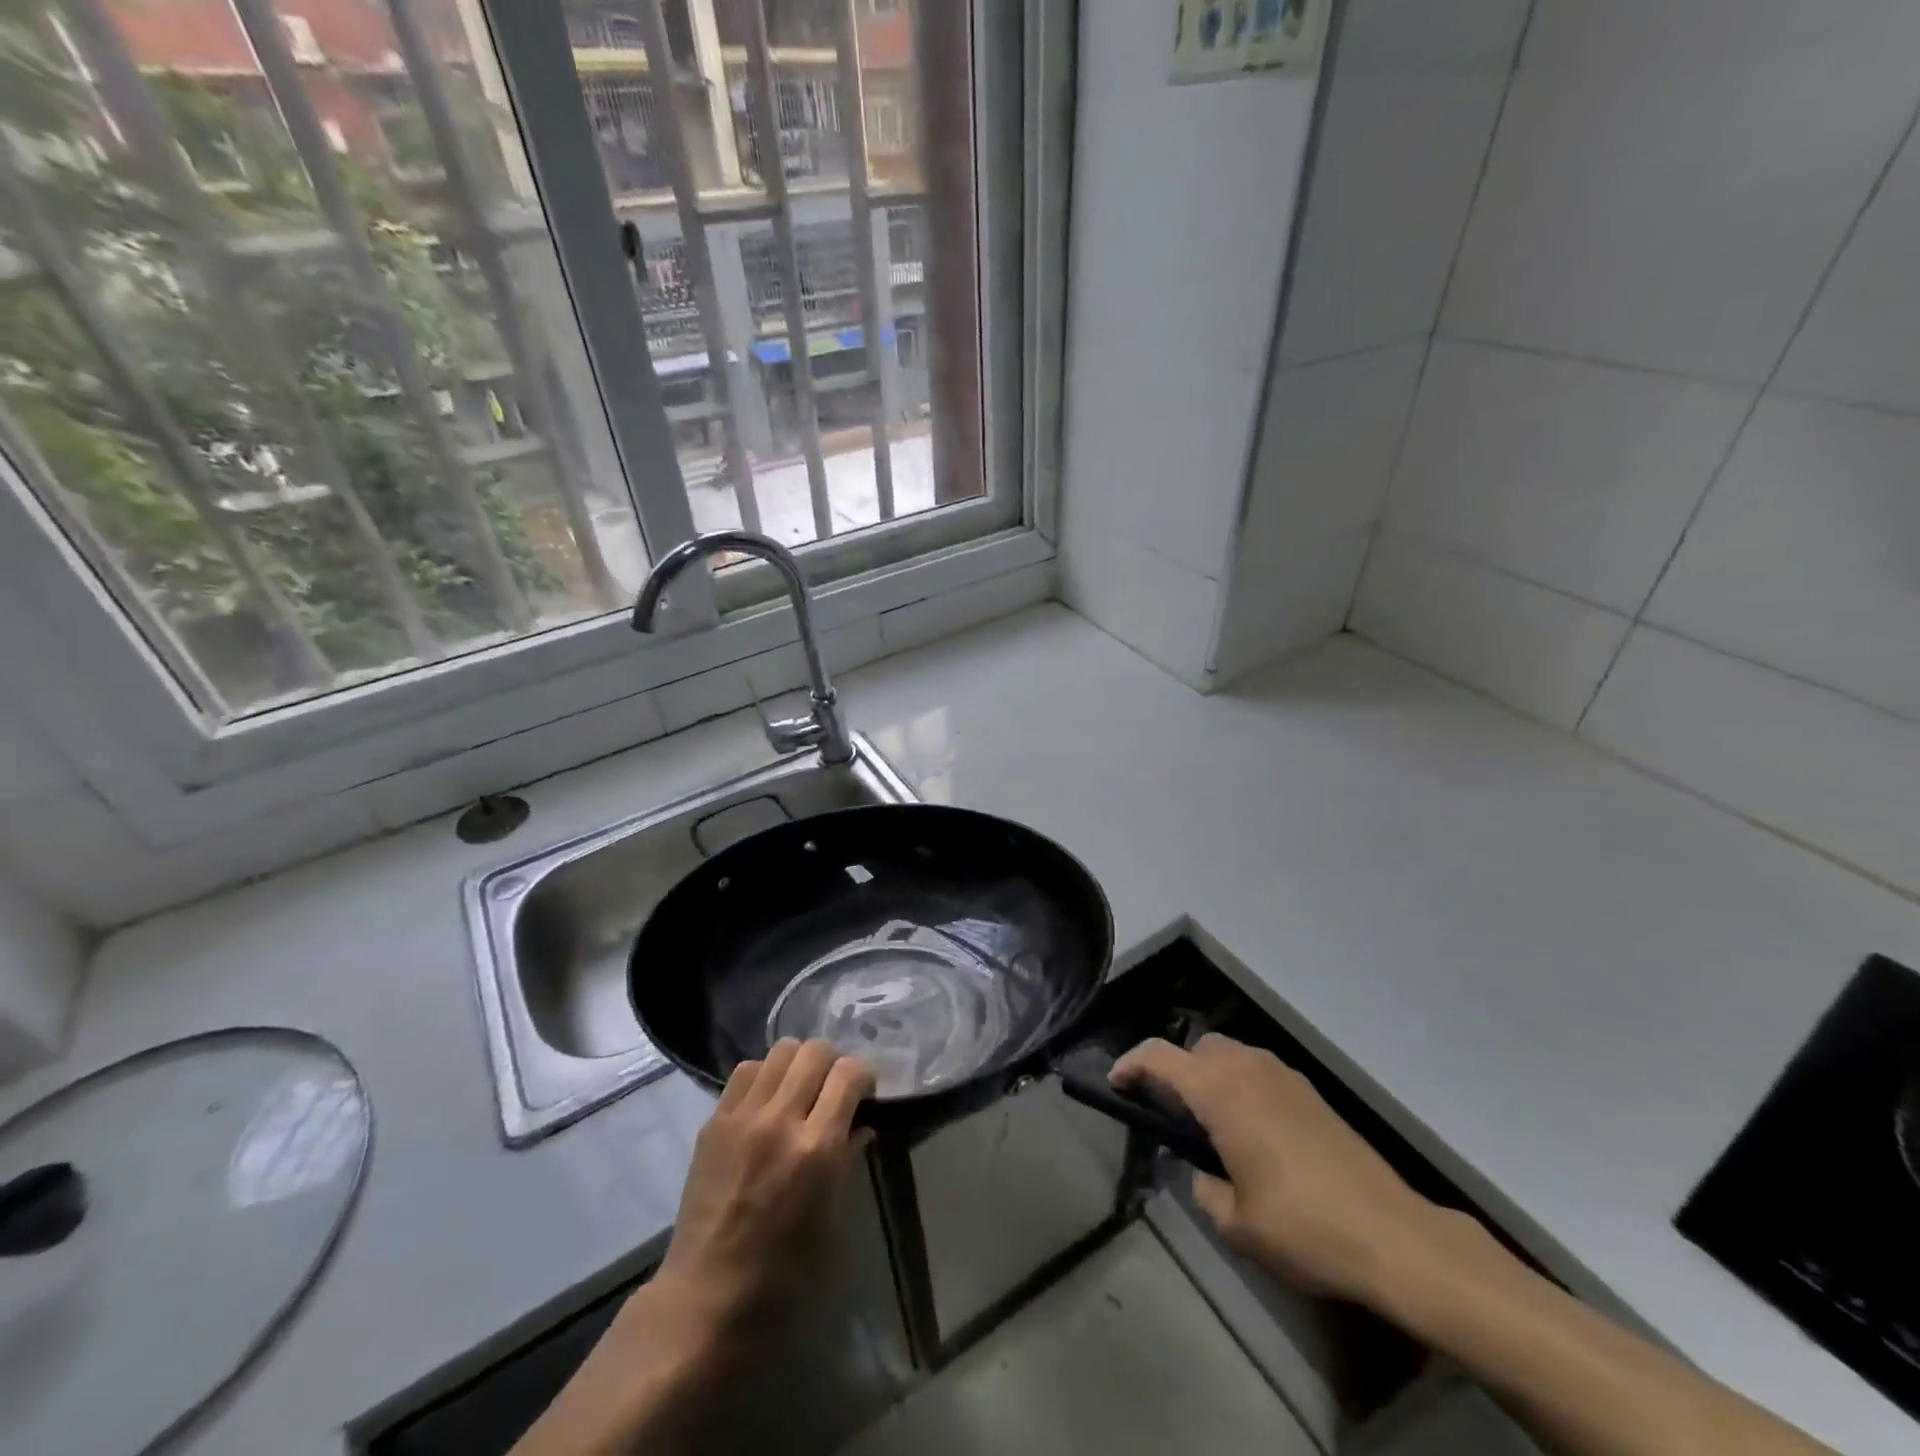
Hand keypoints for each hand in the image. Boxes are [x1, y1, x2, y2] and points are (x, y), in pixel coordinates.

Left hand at [512, 1040, 872, 1455]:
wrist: (705, 1303)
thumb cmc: (783, 1279)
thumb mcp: (833, 1225)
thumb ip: (848, 1162)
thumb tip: (861, 1126)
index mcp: (817, 1149)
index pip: (849, 1073)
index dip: (863, 1076)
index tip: (864, 1094)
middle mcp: (780, 1120)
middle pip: (815, 1051)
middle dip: (833, 1063)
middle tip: (834, 1090)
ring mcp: (742, 1118)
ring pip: (780, 1051)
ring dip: (798, 1063)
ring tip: (800, 1091)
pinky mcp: (714, 1123)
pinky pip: (746, 1071)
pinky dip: (765, 1075)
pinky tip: (767, 1102)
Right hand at [1112, 1034, 1448, 1308]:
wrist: (1393, 1234)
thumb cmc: (1303, 1227)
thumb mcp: (1236, 1223)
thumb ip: (1205, 1188)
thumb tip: (1205, 1172)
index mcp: (1220, 1092)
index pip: (1159, 1057)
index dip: (1130, 1064)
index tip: (1116, 1084)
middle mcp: (1248, 1069)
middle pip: (1198, 1048)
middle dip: (1177, 1069)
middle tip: (1172, 1112)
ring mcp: (1284, 1076)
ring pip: (1231, 1053)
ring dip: (1211, 1074)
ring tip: (1213, 1123)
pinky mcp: (1311, 1092)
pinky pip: (1260, 1070)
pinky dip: (1243, 1084)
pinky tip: (1255, 1131)